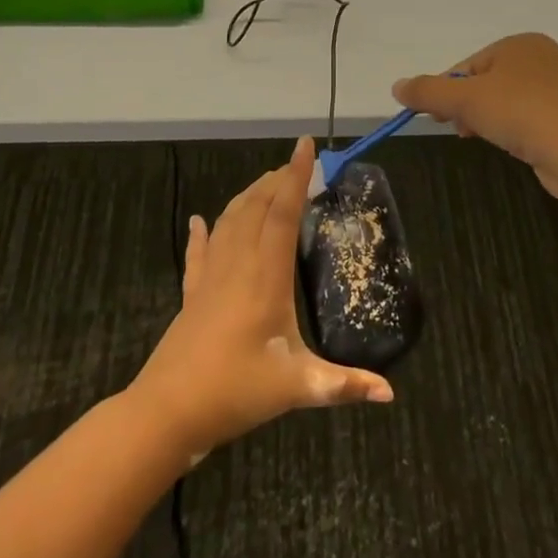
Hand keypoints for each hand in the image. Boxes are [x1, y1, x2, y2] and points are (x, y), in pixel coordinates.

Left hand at [129, 137, 392, 463]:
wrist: (168, 412)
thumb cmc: (235, 392)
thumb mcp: (297, 389)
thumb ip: (344, 386)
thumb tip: (390, 394)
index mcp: (266, 277)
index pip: (283, 213)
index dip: (295, 177)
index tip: (304, 146)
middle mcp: (237, 265)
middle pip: (255, 207)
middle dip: (276, 180)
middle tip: (296, 166)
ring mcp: (210, 277)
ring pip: (229, 221)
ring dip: (248, 196)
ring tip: (265, 183)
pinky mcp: (192, 294)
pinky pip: (198, 252)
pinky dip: (202, 232)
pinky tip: (198, 220)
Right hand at [392, 33, 557, 196]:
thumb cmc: (520, 114)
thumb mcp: (465, 100)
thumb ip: (427, 91)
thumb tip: (396, 86)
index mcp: (520, 43)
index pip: (469, 65)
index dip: (447, 91)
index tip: (437, 117)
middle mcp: (543, 58)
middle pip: (486, 82)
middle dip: (467, 106)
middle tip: (461, 130)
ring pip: (506, 101)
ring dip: (487, 119)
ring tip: (484, 138)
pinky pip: (528, 118)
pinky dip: (513, 129)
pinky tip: (512, 145)